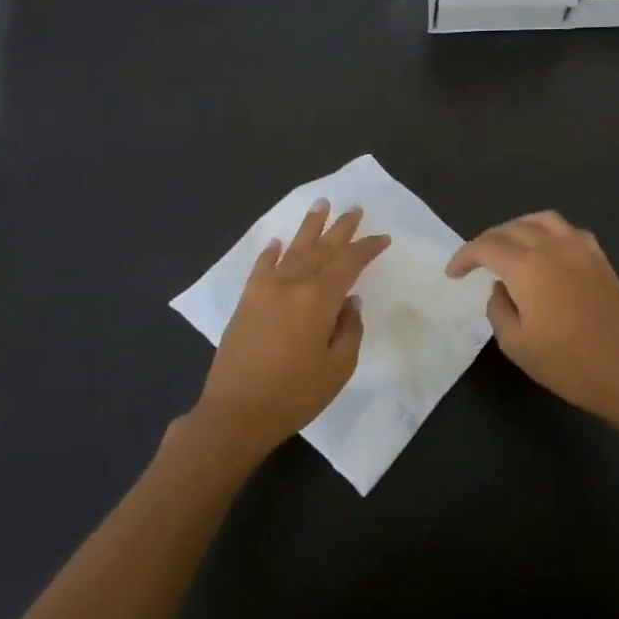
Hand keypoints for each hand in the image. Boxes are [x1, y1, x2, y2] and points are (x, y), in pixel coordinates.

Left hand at [194, 201, 389, 456]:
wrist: (236, 412)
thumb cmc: (294, 395)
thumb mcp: (338, 368)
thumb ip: (349, 329)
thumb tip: (349, 301)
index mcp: (319, 299)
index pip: (348, 262)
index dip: (367, 248)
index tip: (382, 238)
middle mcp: (292, 284)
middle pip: (321, 247)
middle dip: (340, 228)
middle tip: (354, 208)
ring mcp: (265, 289)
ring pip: (293, 249)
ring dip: (309, 227)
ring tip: (321, 205)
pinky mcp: (247, 300)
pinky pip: (262, 266)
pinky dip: (272, 252)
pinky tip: (278, 242)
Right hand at [446, 211, 618, 420]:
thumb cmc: (565, 363)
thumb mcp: (514, 343)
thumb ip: (497, 307)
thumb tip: (501, 287)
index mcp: (527, 267)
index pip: (486, 247)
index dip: (464, 257)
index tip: (453, 274)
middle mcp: (552, 247)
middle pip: (511, 228)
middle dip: (487, 241)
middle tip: (475, 262)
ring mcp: (580, 248)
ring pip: (541, 220)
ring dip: (517, 228)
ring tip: (507, 247)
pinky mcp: (599, 258)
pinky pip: (567, 230)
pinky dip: (547, 232)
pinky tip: (545, 250)